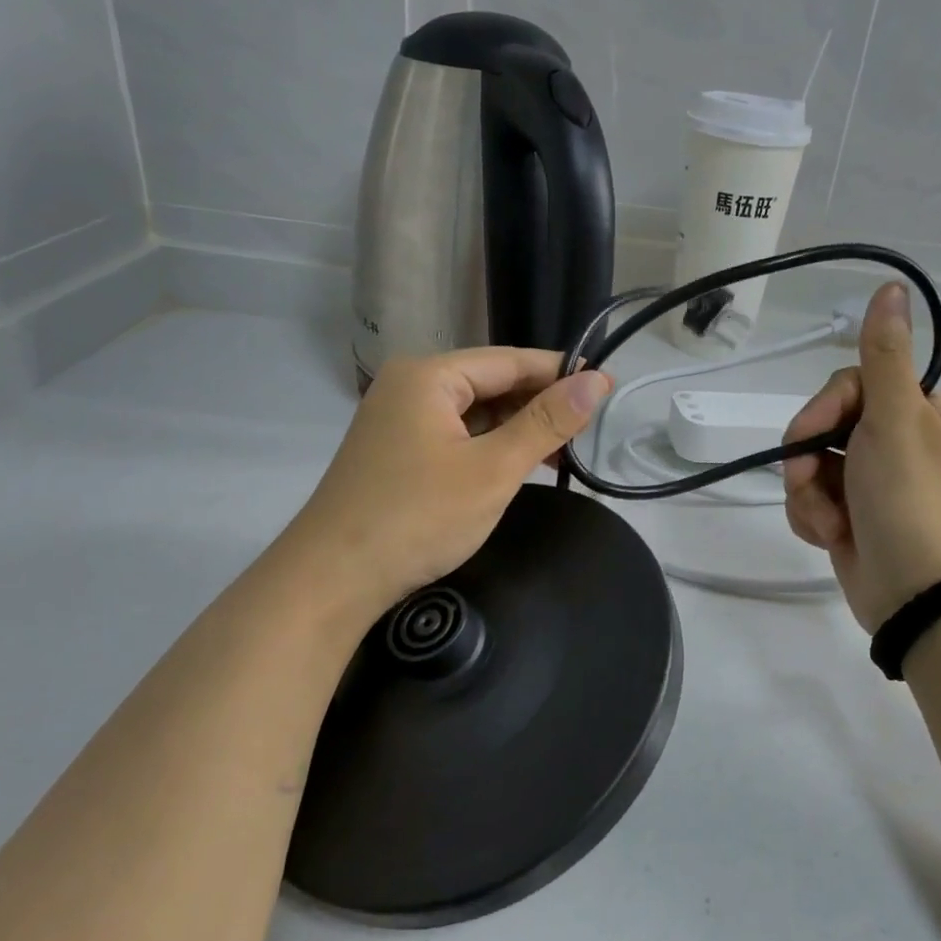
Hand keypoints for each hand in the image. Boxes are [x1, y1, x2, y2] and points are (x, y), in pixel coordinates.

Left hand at [281, 349, 610, 622]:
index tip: (608, 388)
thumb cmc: (418, 518)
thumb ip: (546, 422)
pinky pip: (456, 435)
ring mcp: (399, 419)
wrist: (332, 581)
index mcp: (429, 375)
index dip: (561, 373)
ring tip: (562, 453)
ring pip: (475, 412)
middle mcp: (410, 386)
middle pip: (491, 383)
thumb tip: (596, 381)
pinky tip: (518, 465)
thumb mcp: (493, 469)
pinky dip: (489, 447)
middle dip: (540, 405)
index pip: (510, 360)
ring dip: (517, 429)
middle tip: (590, 429)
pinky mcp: (397, 451)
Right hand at [782, 284, 940, 632]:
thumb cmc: (909, 501)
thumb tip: (892, 284)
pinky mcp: (851, 519)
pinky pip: (812, 501)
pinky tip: (829, 536)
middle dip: (807, 458)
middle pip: (824, 427)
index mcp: (918, 416)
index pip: (851, 386)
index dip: (824, 408)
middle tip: (810, 480)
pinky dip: (812, 517)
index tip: (813, 431)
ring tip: (828, 522)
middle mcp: (897, 445)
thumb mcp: (895, 420)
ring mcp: (872, 485)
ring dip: (807, 493)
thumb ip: (884, 355)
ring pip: (810, 467)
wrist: (915, 595)